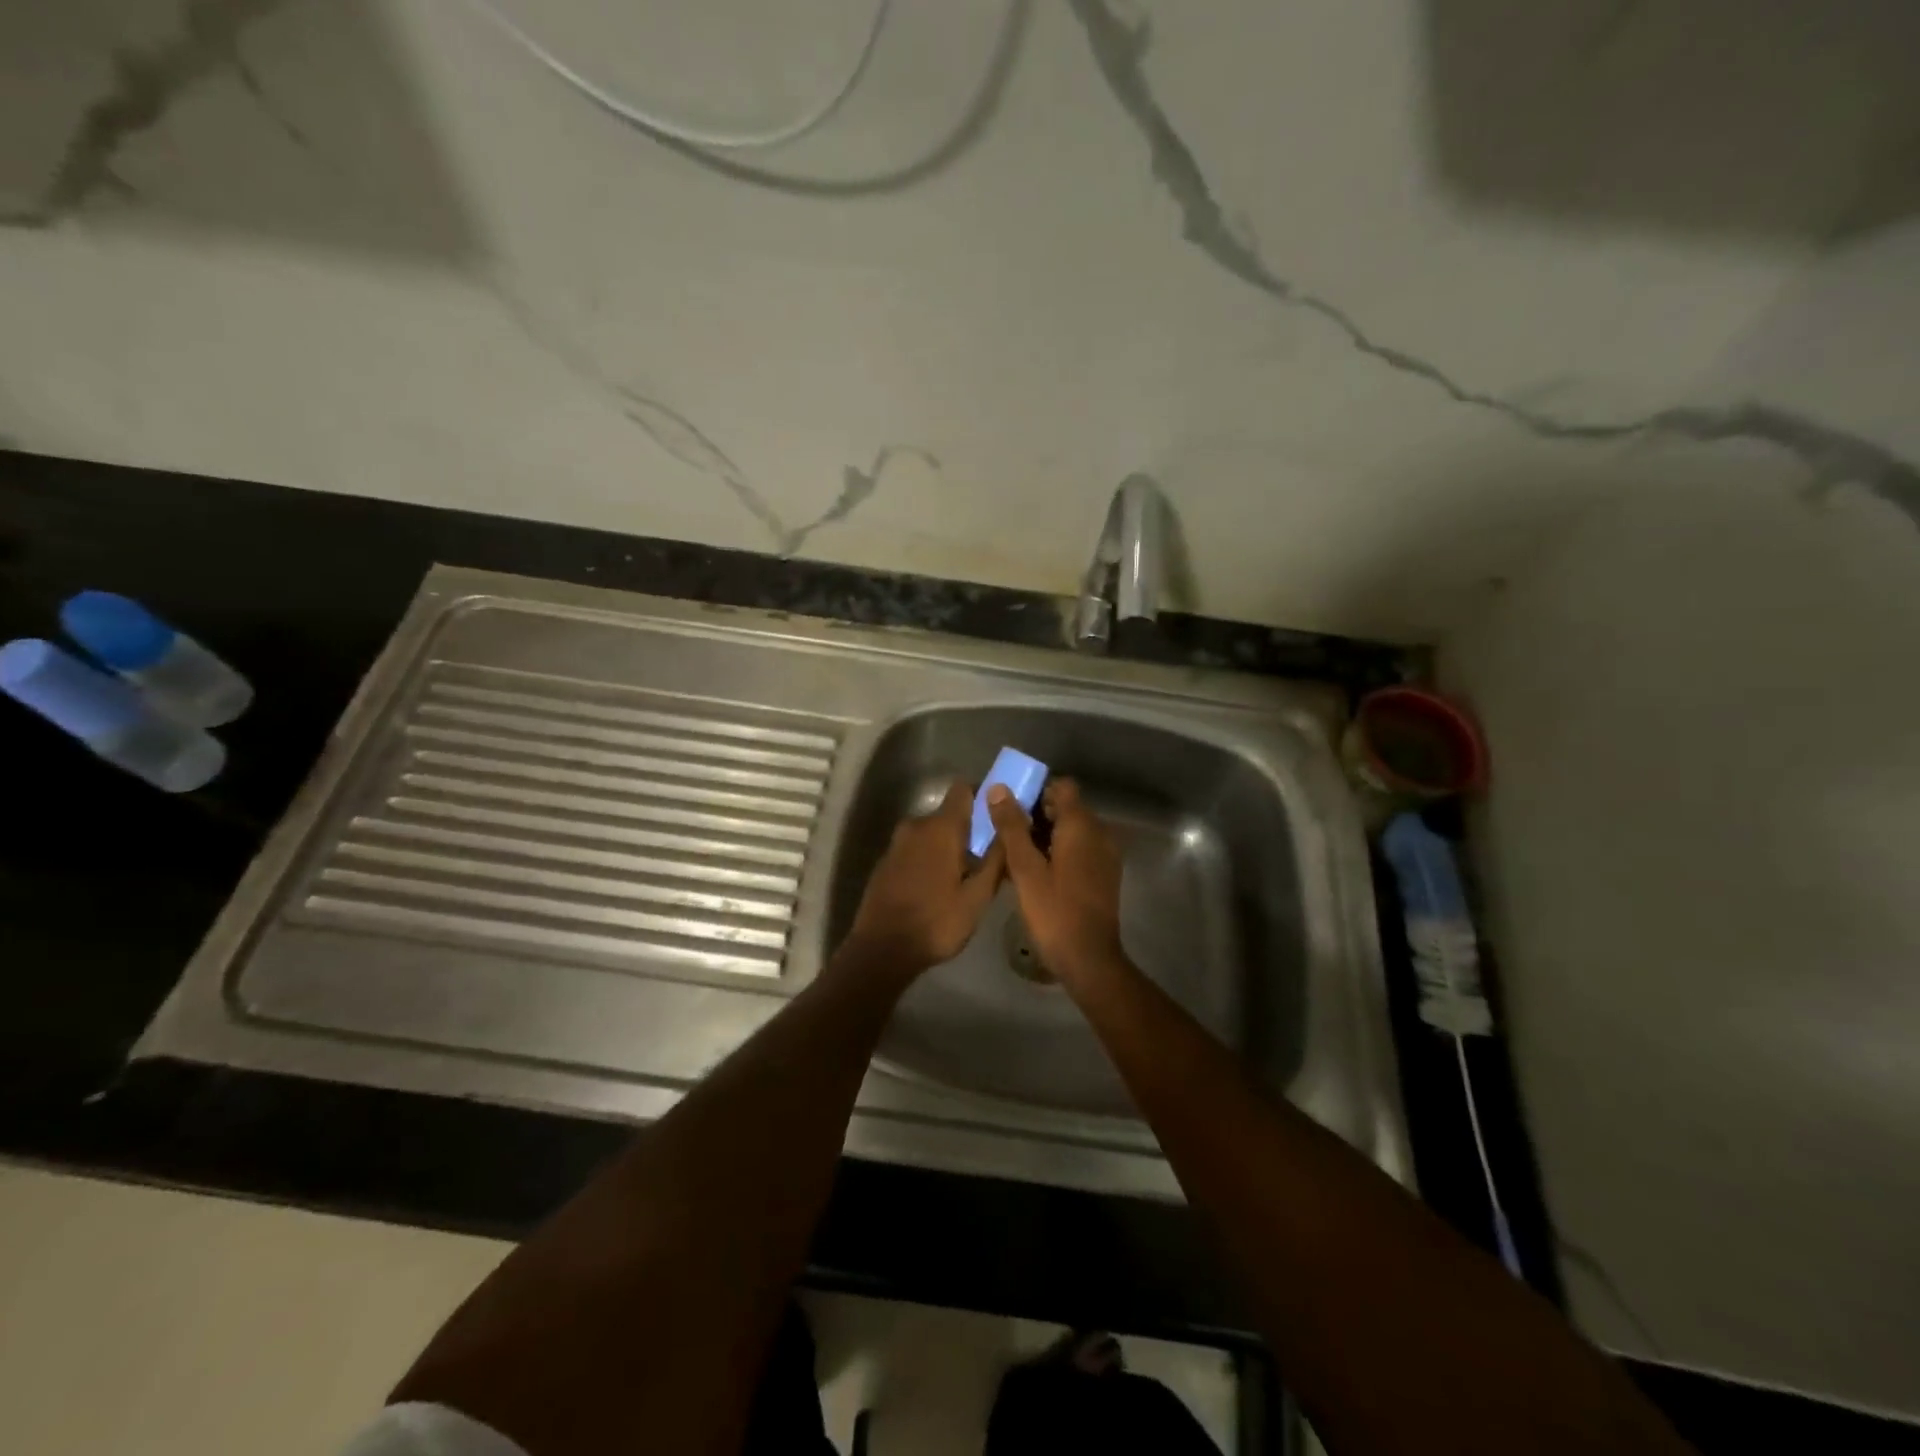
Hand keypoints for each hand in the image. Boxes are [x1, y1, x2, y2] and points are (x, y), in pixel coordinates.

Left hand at [842, 781, 1004, 981]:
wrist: (882, 949)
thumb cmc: (936, 922)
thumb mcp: (977, 896)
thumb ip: (996, 859)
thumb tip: (1010, 828)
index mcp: (941, 827)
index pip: (964, 789)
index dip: (983, 797)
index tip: (999, 816)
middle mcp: (916, 825)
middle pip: (949, 814)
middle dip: (969, 829)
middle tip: (989, 856)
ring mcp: (897, 843)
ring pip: (932, 833)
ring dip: (949, 846)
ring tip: (966, 875)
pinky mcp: (886, 862)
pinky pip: (916, 849)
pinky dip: (930, 858)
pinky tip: (939, 886)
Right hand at [986, 779, 1127, 991]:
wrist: (1089, 959)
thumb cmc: (1054, 911)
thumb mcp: (1025, 869)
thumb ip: (1011, 826)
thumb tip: (998, 789)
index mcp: (1081, 825)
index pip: (1062, 786)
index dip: (1036, 789)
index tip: (1011, 805)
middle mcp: (1099, 833)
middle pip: (1066, 807)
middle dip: (1035, 813)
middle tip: (1004, 831)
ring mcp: (1104, 855)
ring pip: (1072, 830)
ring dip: (1045, 834)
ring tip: (1014, 853)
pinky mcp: (1103, 874)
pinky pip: (1079, 849)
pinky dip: (1058, 851)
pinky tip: (1034, 871)